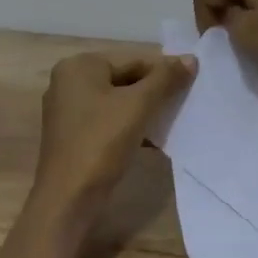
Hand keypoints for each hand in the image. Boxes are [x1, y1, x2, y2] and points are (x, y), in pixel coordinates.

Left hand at [34, 52, 195, 214]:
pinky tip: (153, 140)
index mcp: (79, 66)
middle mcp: (68, 81)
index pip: (132, 61)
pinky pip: (106, 120)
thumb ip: (165, 79)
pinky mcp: (71, 135)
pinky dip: (128, 126)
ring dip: (143, 111)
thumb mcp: (138, 106)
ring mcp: (67, 109)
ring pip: (116, 102)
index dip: (163, 72)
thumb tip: (191, 58)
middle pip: (123, 79)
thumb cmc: (101, 142)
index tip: (191, 84)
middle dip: (153, 93)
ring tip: (173, 121)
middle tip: (184, 103)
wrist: (68, 199)